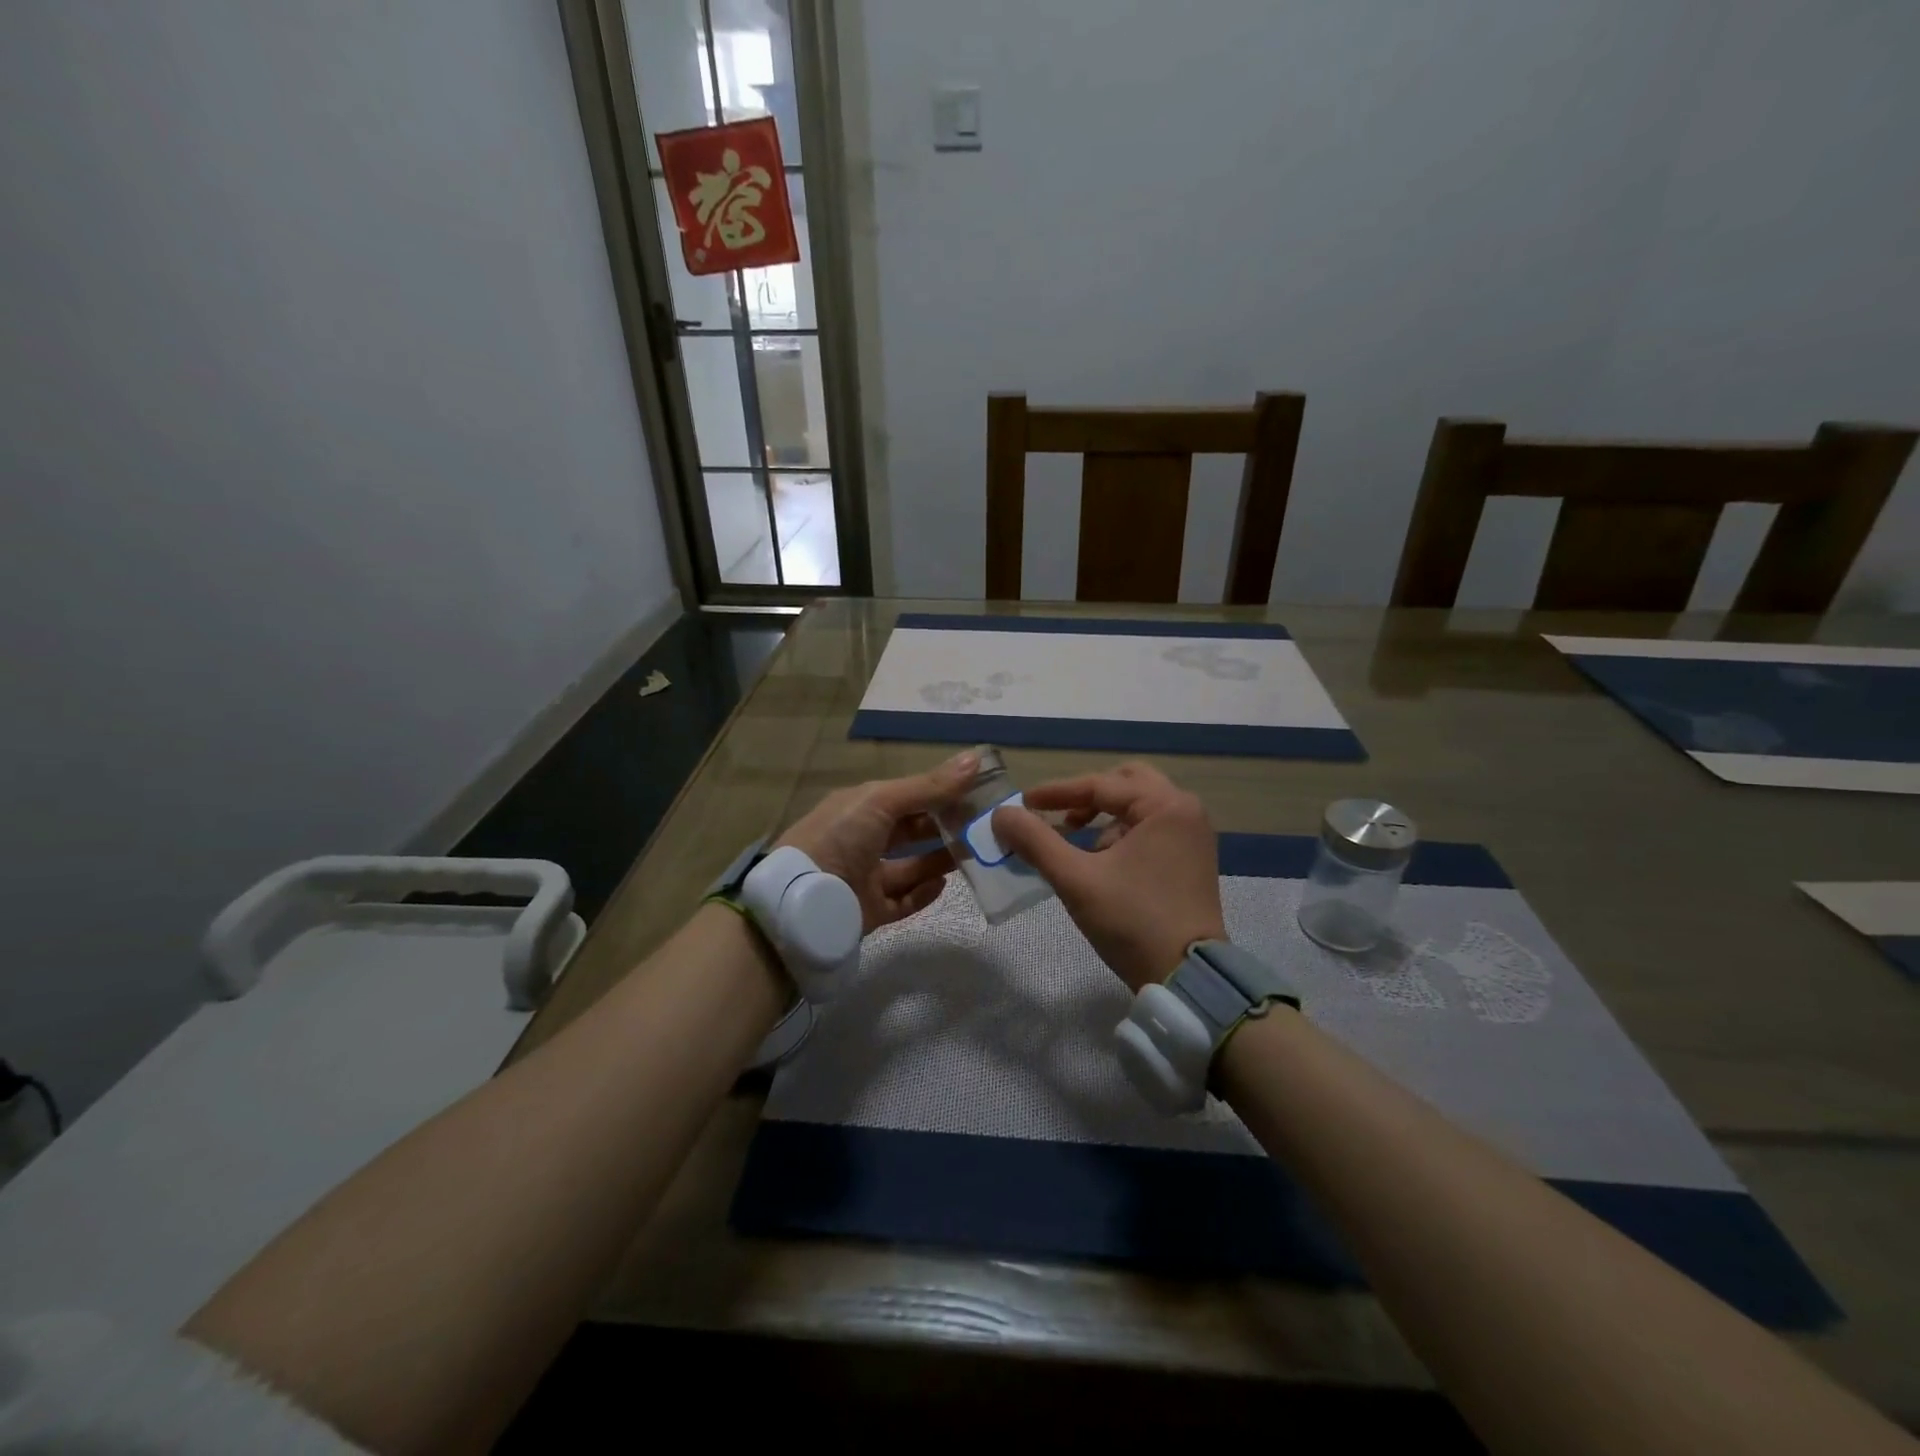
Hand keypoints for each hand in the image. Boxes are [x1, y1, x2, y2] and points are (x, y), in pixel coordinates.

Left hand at [774, 751, 975, 932]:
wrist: (801, 901)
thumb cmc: (839, 837)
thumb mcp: (882, 800)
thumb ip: (929, 786)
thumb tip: (976, 758)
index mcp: (860, 808)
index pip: (908, 796)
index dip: (940, 793)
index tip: (978, 792)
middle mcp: (863, 840)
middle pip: (911, 831)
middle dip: (944, 827)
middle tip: (982, 827)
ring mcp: (866, 877)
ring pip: (911, 867)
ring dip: (940, 860)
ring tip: (973, 854)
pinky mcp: (870, 911)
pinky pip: (903, 901)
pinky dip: (924, 893)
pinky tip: (945, 883)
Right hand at [992, 760, 1225, 990]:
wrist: (1186, 977)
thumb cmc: (1132, 921)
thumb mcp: (1076, 879)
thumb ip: (1035, 841)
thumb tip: (1001, 814)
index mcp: (1165, 805)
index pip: (1101, 785)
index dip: (1056, 793)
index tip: (1023, 803)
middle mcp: (1185, 810)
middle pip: (1126, 783)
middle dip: (1087, 796)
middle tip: (1058, 815)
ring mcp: (1193, 835)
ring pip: (1140, 806)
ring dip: (1105, 816)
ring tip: (1078, 844)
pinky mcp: (1192, 858)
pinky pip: (1152, 828)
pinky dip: (1123, 833)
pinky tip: (1103, 861)